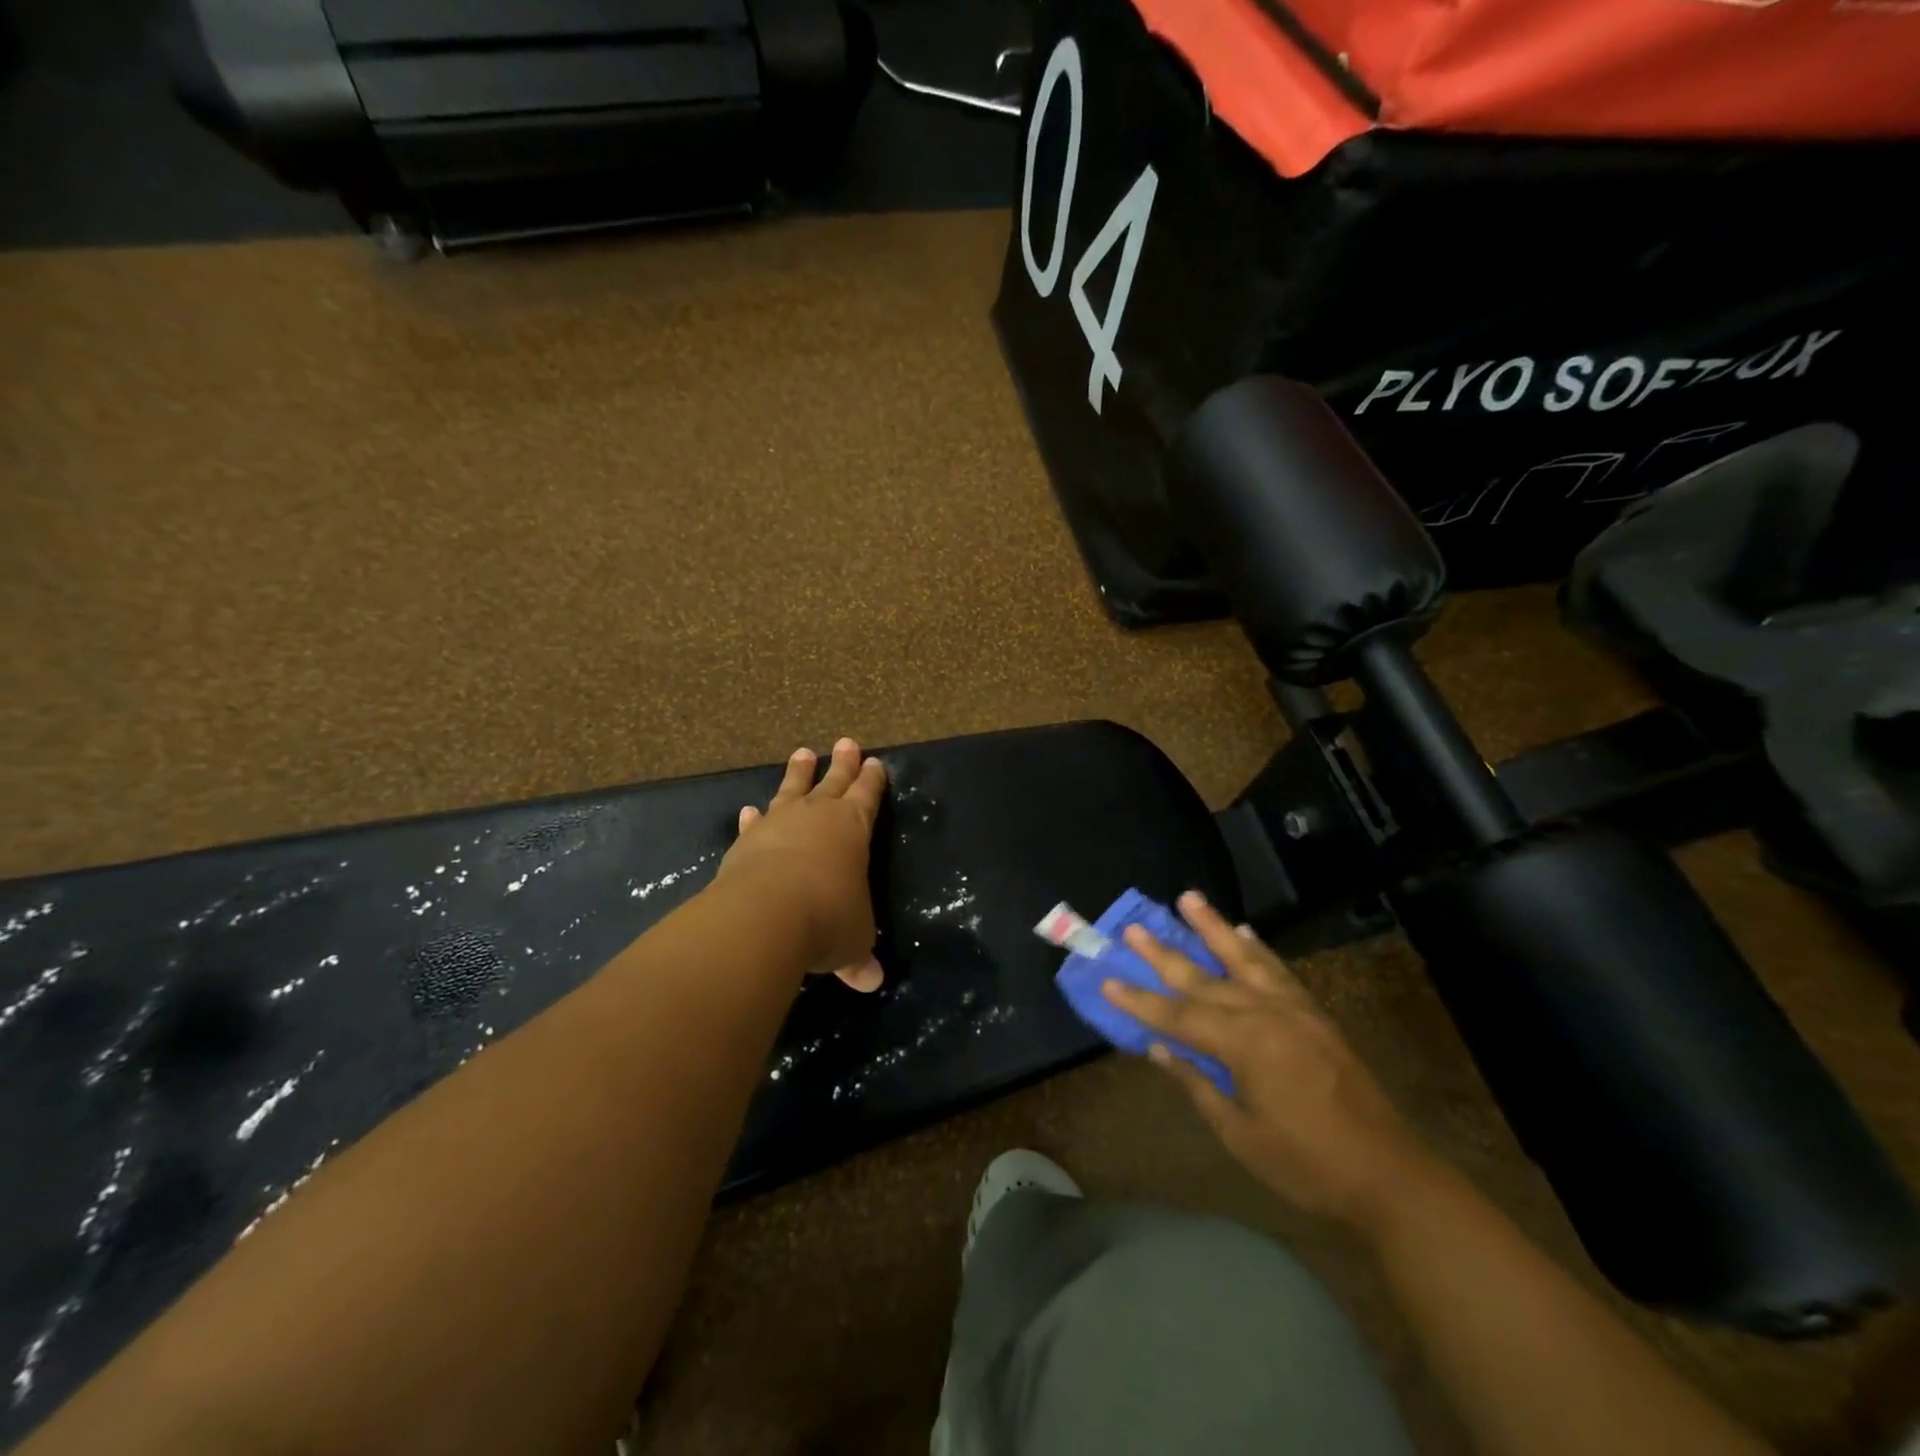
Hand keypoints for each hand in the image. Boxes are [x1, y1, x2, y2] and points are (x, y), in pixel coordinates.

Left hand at [718, 738, 887, 991]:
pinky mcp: (746, 841)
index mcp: (853, 828)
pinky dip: (754, 817)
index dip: (873, 781)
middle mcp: (817, 817)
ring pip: (792, 789)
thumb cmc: (828, 918)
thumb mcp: (853, 941)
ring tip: (803, 752)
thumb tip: (871, 982)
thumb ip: (859, 956)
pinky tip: (750, 810)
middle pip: (834, 781)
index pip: (867, 796)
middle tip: (847, 742)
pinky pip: (755, 823)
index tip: (876, 763)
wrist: (765, 914)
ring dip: (799, 773)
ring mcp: (778, 824)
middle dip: (843, 763)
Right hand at [1103, 892, 1442, 1229]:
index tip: (1107, 981)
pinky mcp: (1315, 1014)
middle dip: (1164, 954)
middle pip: (1204, 978)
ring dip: (1213, 927)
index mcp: (1244, 1044)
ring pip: (1243, 958)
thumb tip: (1159, 1049)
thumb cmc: (1305, 1164)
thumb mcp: (1240, 1133)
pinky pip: (1279, 970)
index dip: (1140, 1001)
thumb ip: (1198, 1083)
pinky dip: (1258, 948)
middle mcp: (1265, 1013)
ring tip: (1188, 898)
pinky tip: (1244, 932)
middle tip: (1133, 927)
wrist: (1389, 1176)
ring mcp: (1293, 1009)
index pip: (1178, 1016)